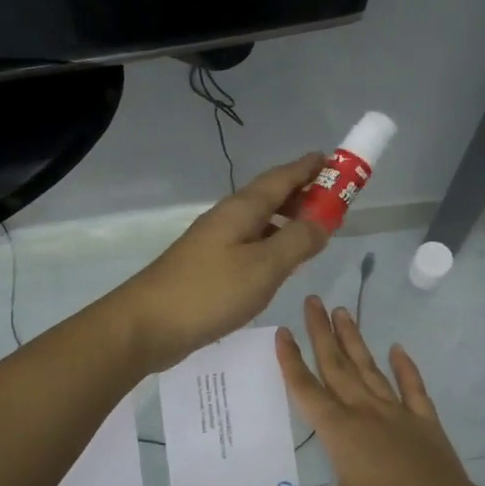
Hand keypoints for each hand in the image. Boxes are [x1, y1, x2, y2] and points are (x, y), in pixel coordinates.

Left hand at [115, 155, 330, 373]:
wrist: (148, 325)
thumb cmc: (210, 291)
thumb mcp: (264, 266)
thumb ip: (298, 241)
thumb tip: (325, 218)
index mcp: (242, 209)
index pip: (282, 177)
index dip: (310, 168)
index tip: (336, 161)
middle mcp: (228, 218)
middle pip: (270, 196)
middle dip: (302, 194)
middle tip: (335, 201)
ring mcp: (216, 242)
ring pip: (260, 221)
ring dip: (288, 220)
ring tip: (315, 231)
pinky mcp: (210, 266)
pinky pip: (250, 244)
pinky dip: (272, 244)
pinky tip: (280, 262)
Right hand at [247, 296, 484, 485]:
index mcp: (341, 431)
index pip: (308, 389)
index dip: (291, 361)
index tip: (281, 331)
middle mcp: (366, 413)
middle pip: (338, 367)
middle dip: (322, 334)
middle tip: (312, 300)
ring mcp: (398, 414)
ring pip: (370, 370)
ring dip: (355, 341)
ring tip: (343, 311)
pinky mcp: (424, 423)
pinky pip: (413, 388)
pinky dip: (405, 368)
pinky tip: (398, 349)